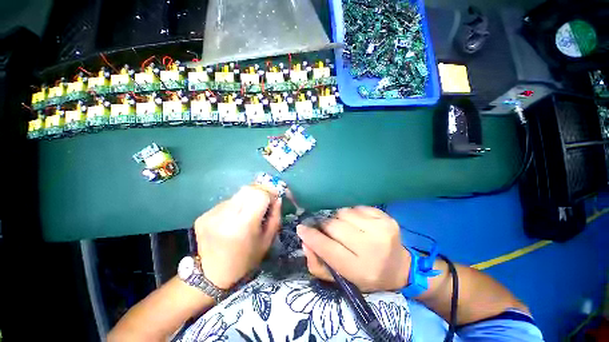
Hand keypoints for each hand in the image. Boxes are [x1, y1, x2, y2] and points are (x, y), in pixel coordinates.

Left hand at [194, 185, 281, 288]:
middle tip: (264, 200)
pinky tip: (234, 218)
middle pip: (248, 189)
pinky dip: (235, 206)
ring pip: (237, 194)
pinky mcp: (204, 215)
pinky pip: (226, 202)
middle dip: (260, 191)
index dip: (270, 192)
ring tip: (248, 211)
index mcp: (244, 225)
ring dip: (247, 198)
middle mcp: (226, 216)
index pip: (259, 194)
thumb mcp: (267, 241)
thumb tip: (278, 199)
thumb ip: (275, 217)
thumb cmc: (246, 260)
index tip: (274, 198)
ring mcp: (212, 215)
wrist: (212, 275)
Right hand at [297, 206, 410, 291]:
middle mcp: (371, 247)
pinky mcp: (386, 217)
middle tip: (326, 229)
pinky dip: (352, 214)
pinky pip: (356, 207)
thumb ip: (319, 264)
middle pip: (334, 226)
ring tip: (345, 228)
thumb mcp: (342, 278)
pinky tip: (358, 223)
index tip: (301, 228)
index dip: (311, 236)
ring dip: (339, 219)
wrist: (400, 267)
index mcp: (360, 269)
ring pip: (344, 213)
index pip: (327, 248)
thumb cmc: (367, 275)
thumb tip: (305, 242)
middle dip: (325, 226)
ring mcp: (381, 229)